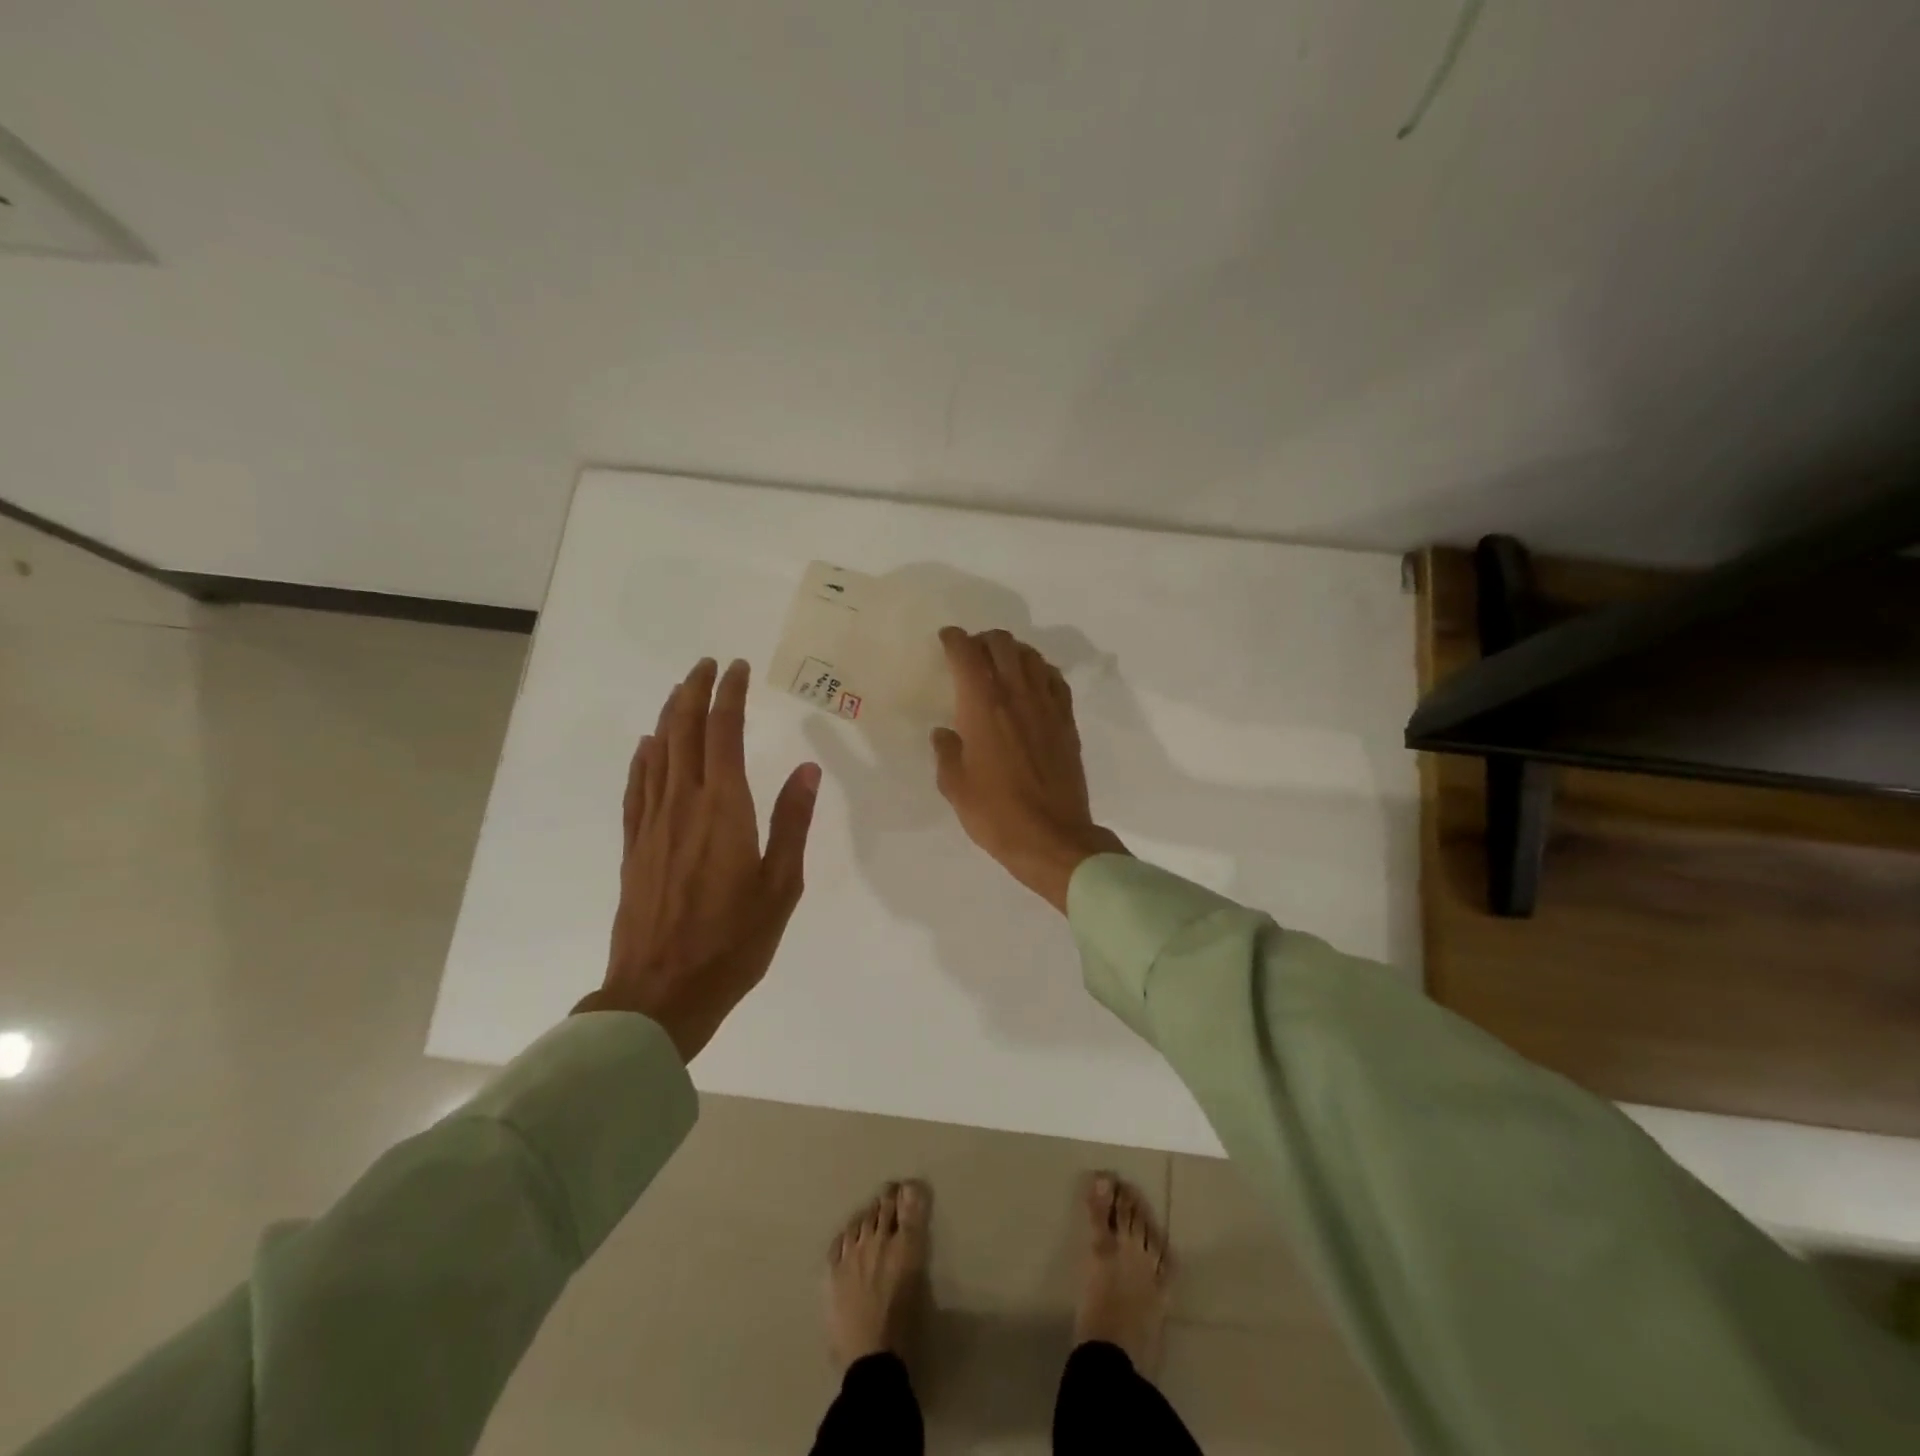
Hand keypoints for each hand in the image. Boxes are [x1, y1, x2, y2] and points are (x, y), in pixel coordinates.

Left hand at [575, 658, 820, 1061]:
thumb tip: (808, 770)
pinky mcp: (634, 846)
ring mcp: (652, 824)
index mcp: (724, 809)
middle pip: (683, 732)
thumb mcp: (781, 886)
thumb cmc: (733, 942)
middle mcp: (684, 804)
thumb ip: (792, 823)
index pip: (723, 733)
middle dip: (694, 692)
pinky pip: (636, 788)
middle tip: (706, 665)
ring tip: (680, 691)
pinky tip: (647, 746)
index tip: (736, 668)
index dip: (729, 695)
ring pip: (657, 753)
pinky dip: (642, 759)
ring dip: (668, 716)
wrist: (661, 992)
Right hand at [931, 628, 1126, 912]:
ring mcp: (1047, 706)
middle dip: (983, 640)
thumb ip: (947, 752)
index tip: (946, 640)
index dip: (954, 639)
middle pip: (1003, 644)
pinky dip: (1040, 672)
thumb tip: (944, 733)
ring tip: (1000, 665)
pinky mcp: (1067, 721)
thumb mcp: (955, 786)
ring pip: (1031, 657)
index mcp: (983, 705)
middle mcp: (1017, 694)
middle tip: (971, 654)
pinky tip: (1032, 685)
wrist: (1051, 837)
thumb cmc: (995, 813)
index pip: (967, 653)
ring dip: (1012, 652)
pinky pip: (1055, 680)